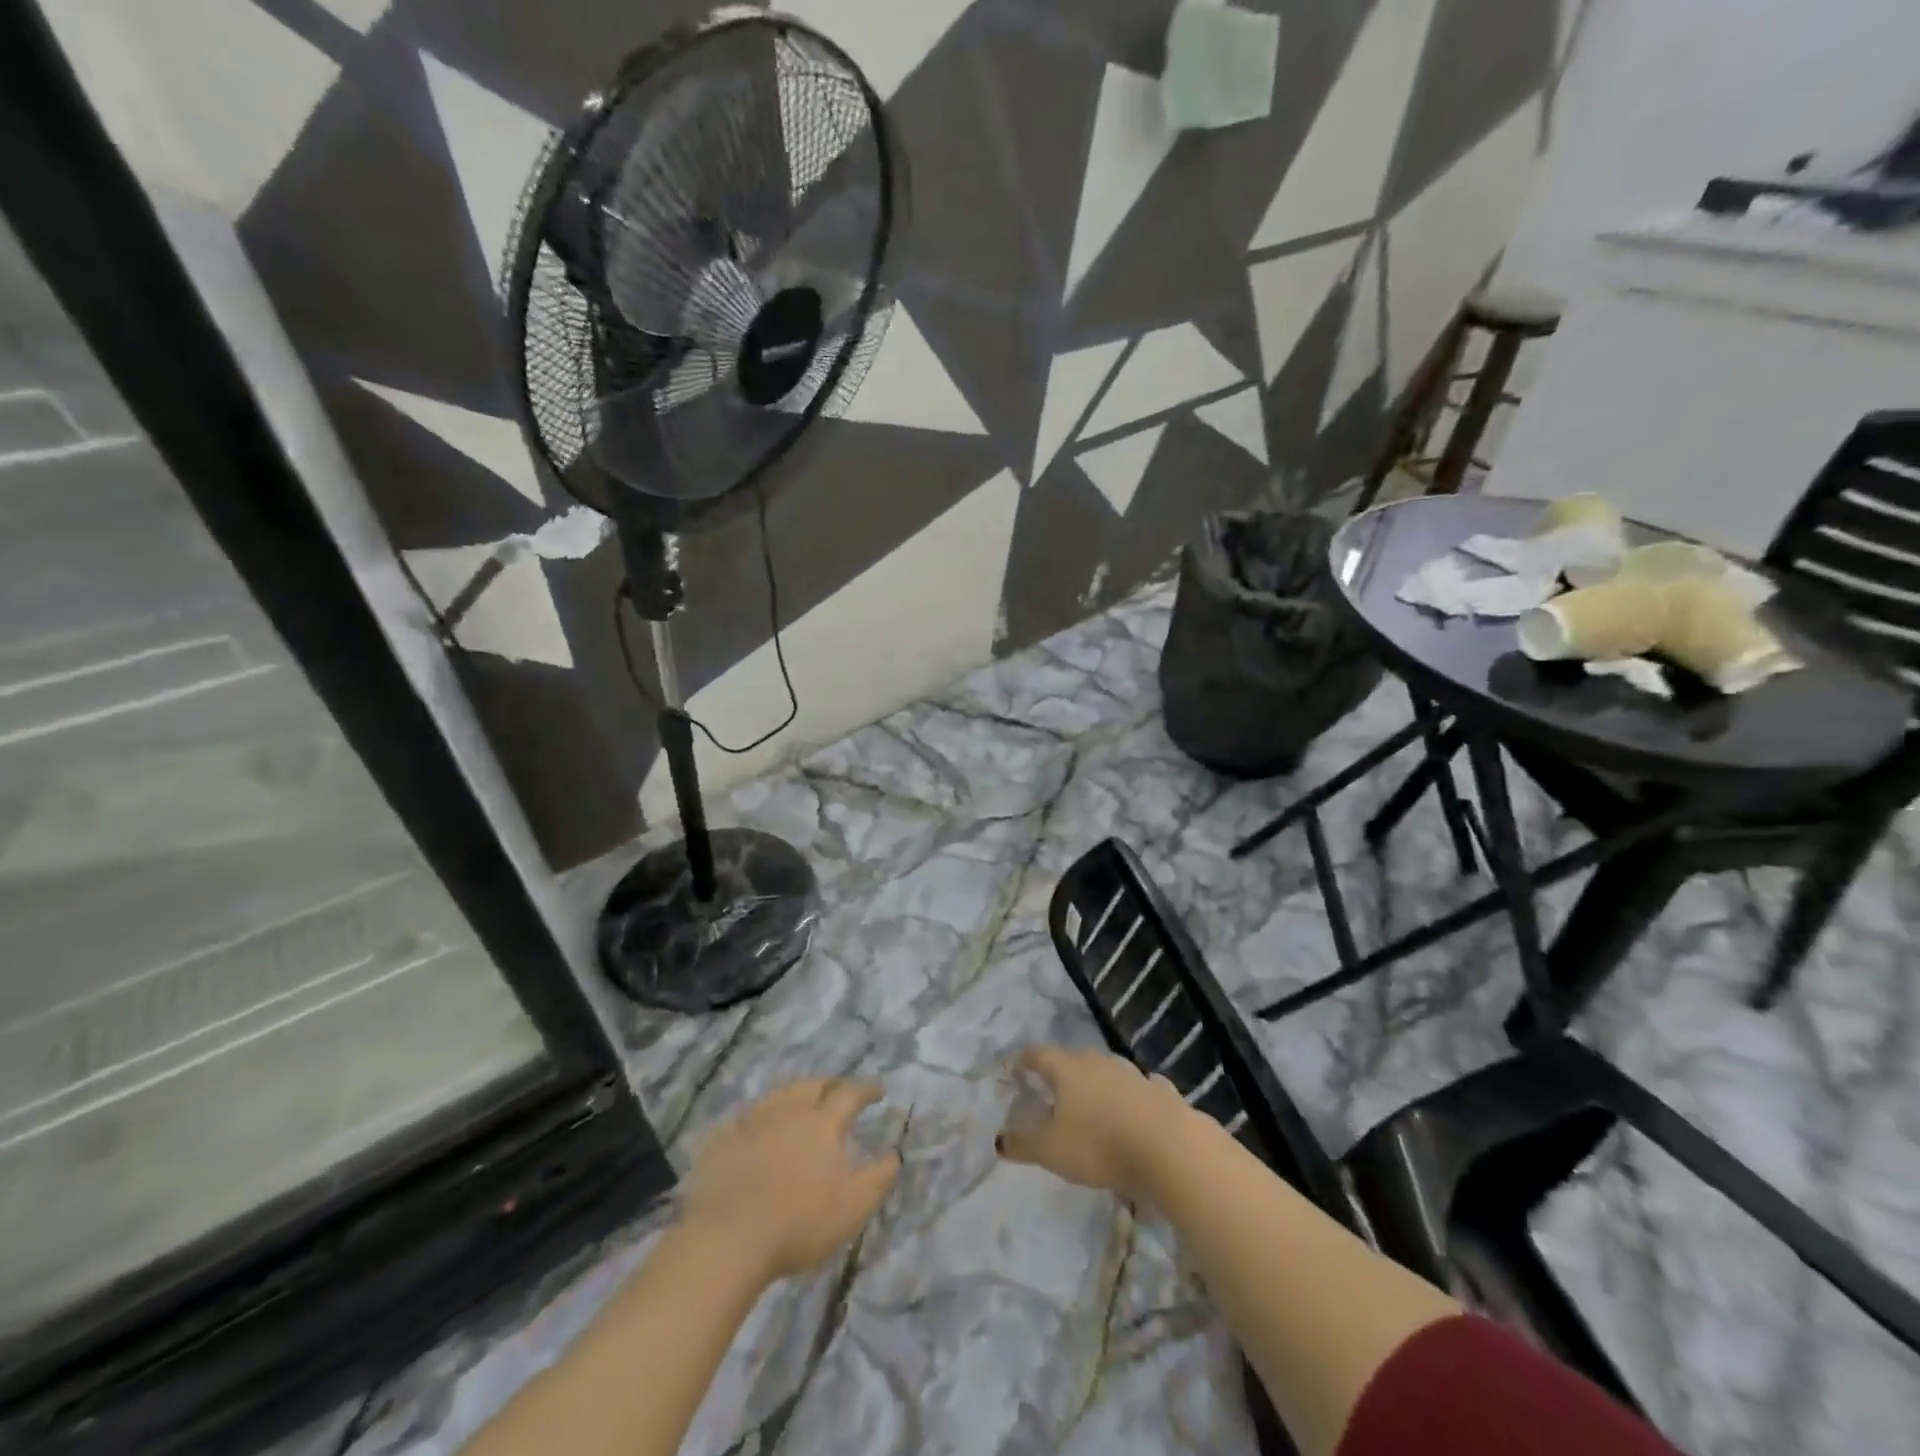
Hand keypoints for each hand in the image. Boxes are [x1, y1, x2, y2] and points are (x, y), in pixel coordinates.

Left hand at [679, 1078, 899, 1282]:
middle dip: (830, 1084)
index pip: (850, 1093)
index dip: (866, 1089)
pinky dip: (760, 1115)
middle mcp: (789, 1111)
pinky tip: (757, 1126)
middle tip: (839, 1089)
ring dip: (795, 1093)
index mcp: (823, 1122)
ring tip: (801, 1101)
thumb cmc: (799, 1223)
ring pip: (779, 1094)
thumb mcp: (854, 1207)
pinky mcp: (723, 1140)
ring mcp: (752, 1121)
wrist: (727, 1240)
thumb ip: (879, 1177)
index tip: (878, 1090)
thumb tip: (895, 1153)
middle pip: (813, 1085)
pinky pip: (746, 1116)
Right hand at [994, 1046, 1197, 1201]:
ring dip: (1099, 1082)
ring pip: (1109, 1071)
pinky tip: (1136, 1108)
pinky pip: (1141, 1088)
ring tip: (1093, 1100)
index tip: (1015, 1064)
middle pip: (1075, 1059)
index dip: (1025, 1059)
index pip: (1039, 1054)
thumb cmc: (1100, 1145)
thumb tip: (999, 1139)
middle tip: (1053, 1086)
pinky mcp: (1162, 1092)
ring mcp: (1133, 1074)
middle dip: (1063, 1070)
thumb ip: (1024, 1144)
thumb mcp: (1052, 1151)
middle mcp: (1099, 1062)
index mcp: (1068, 1070)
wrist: (1170, 1148)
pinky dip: (1133, 1096)